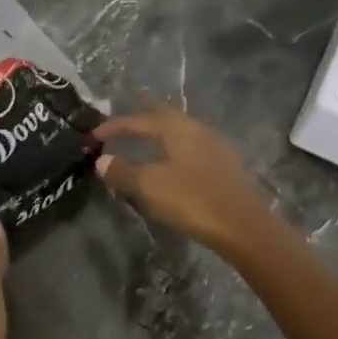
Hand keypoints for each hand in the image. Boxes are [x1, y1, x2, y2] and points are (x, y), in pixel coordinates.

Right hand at [93, 104, 274, 257]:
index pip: (139, 120)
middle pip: (165, 115)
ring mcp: (214, 146)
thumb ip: (123, 171)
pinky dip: (175, 147)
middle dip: (143, 114)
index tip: (94, 135)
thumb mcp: (150, 186)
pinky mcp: (225, 166)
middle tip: (126, 112)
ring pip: (181, 130)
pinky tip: (173, 160)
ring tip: (146, 136)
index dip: (114, 126)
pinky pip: (192, 146)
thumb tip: (102, 160)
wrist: (244, 226)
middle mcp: (197, 129)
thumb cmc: (192, 200)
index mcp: (177, 128)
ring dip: (160, 130)